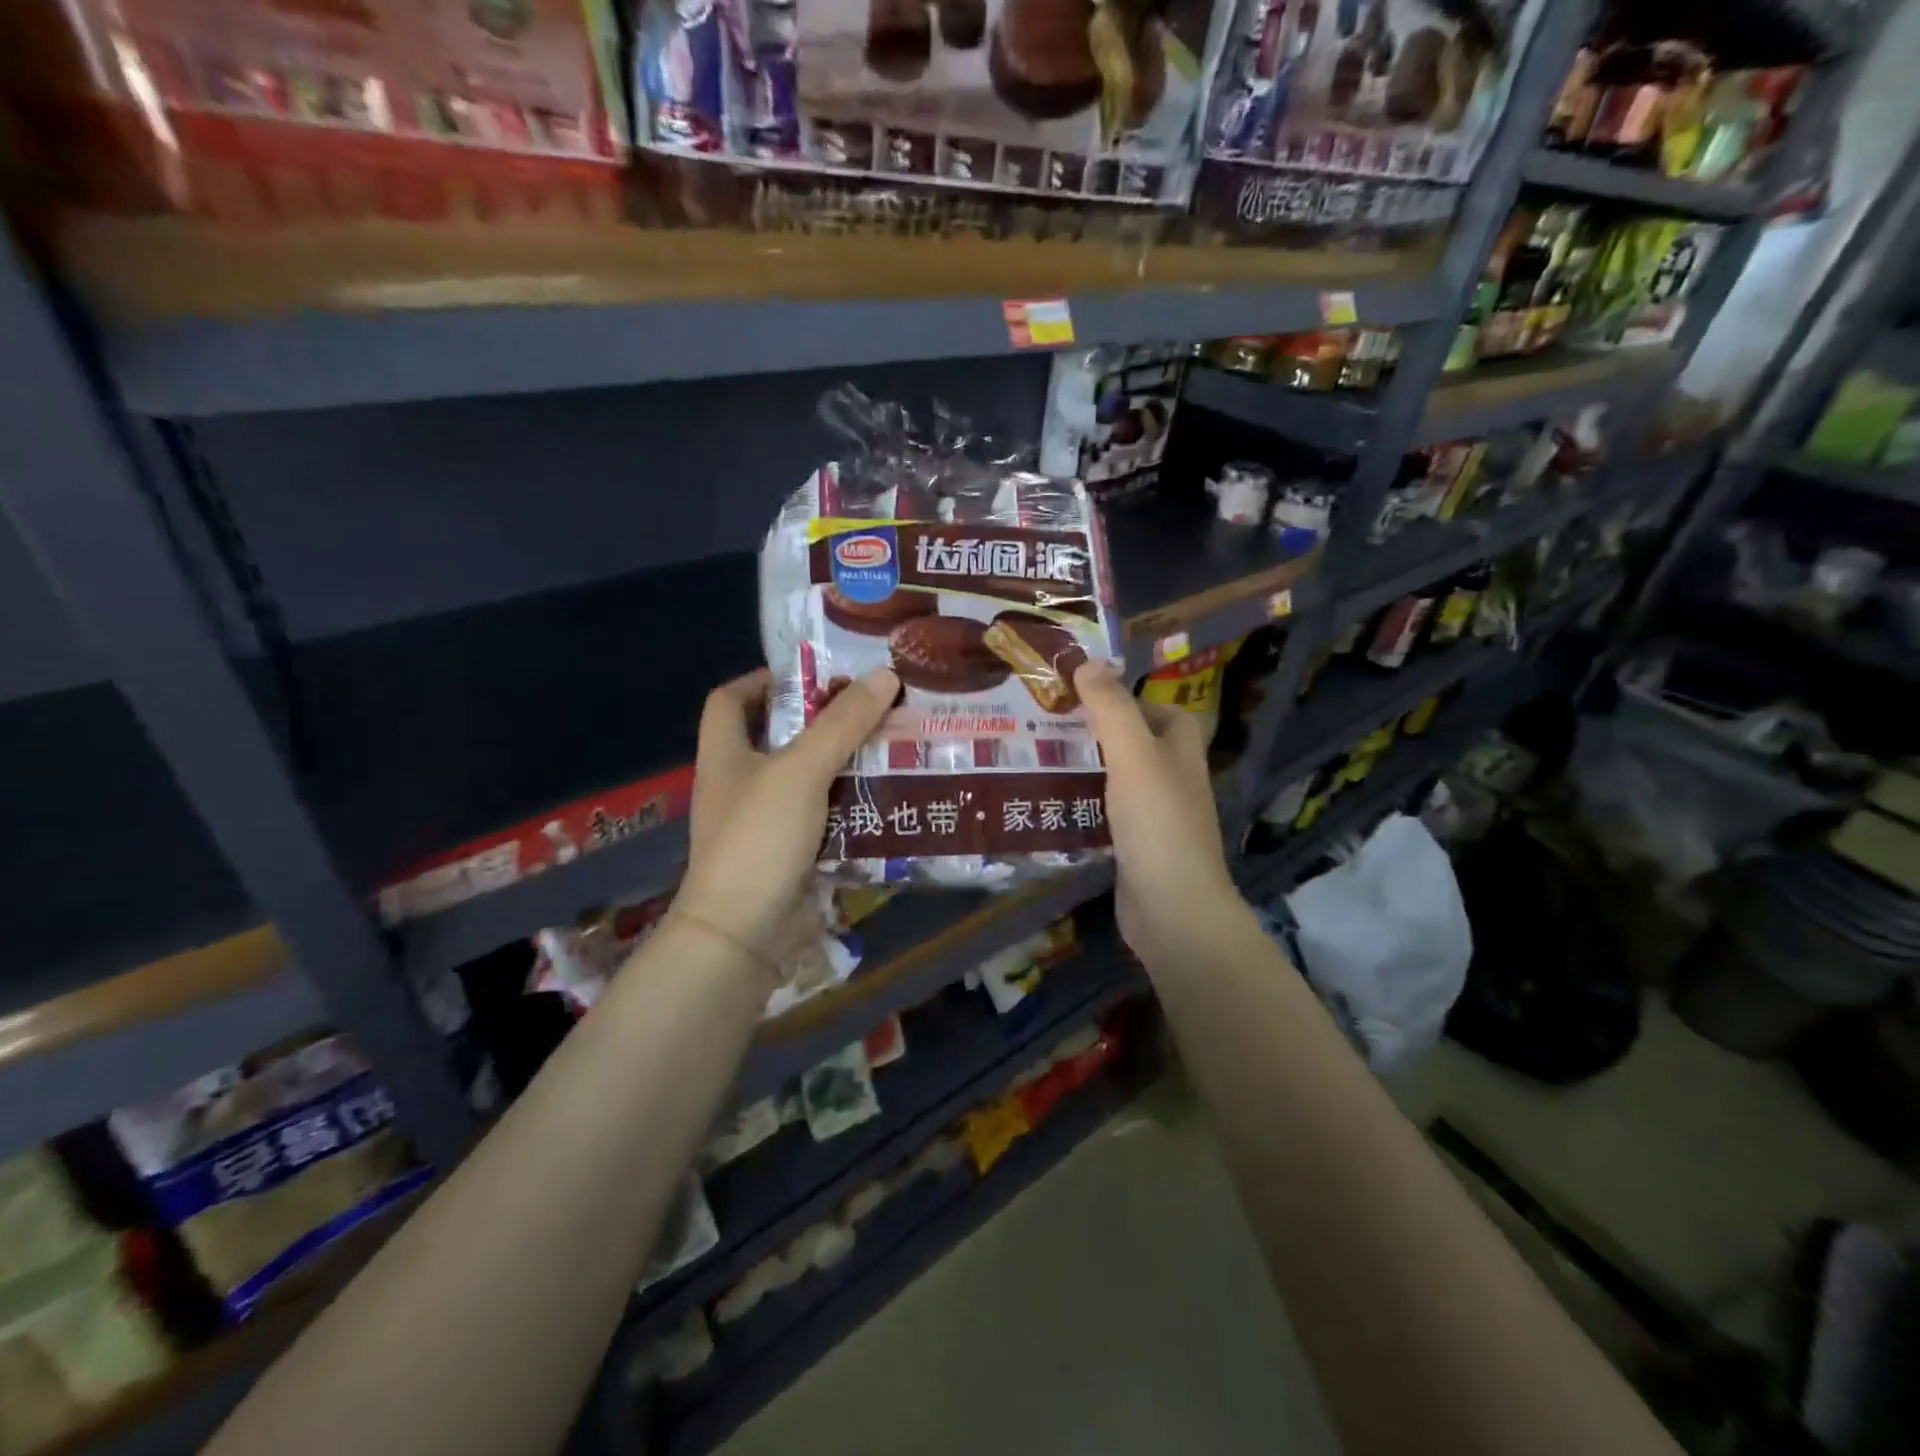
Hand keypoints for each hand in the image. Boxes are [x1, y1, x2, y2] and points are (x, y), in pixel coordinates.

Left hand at [675, 666, 899, 964]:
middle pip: (778, 737)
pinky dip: (850, 806)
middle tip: (872, 708)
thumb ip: (843, 723)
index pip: (730, 699)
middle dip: (823, 721)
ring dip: (844, 764)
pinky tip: (887, 796)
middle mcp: (740, 783)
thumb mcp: (802, 770)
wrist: (744, 933)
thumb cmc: (759, 837)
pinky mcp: (790, 854)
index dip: (765, 679)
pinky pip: (824, 818)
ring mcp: (764, 822)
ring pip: (807, 779)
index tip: (814, 675)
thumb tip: (885, 675)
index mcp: (726, 754)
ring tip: (891, 745)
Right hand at [1072, 660, 1246, 966]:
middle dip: (1093, 734)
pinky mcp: (1133, 847)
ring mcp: (1154, 816)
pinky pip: (1104, 815)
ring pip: (1115, 780)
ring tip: (1033, 758)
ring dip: (1082, 770)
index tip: (1081, 696)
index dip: (1126, 699)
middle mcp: (1172, 779)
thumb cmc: (1158, 823)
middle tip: (1045, 725)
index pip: (1159, 711)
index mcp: (1181, 751)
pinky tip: (1045, 803)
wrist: (1172, 909)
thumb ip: (1112, 708)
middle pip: (1132, 744)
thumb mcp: (1134, 755)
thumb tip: (1087, 662)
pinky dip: (1080, 806)